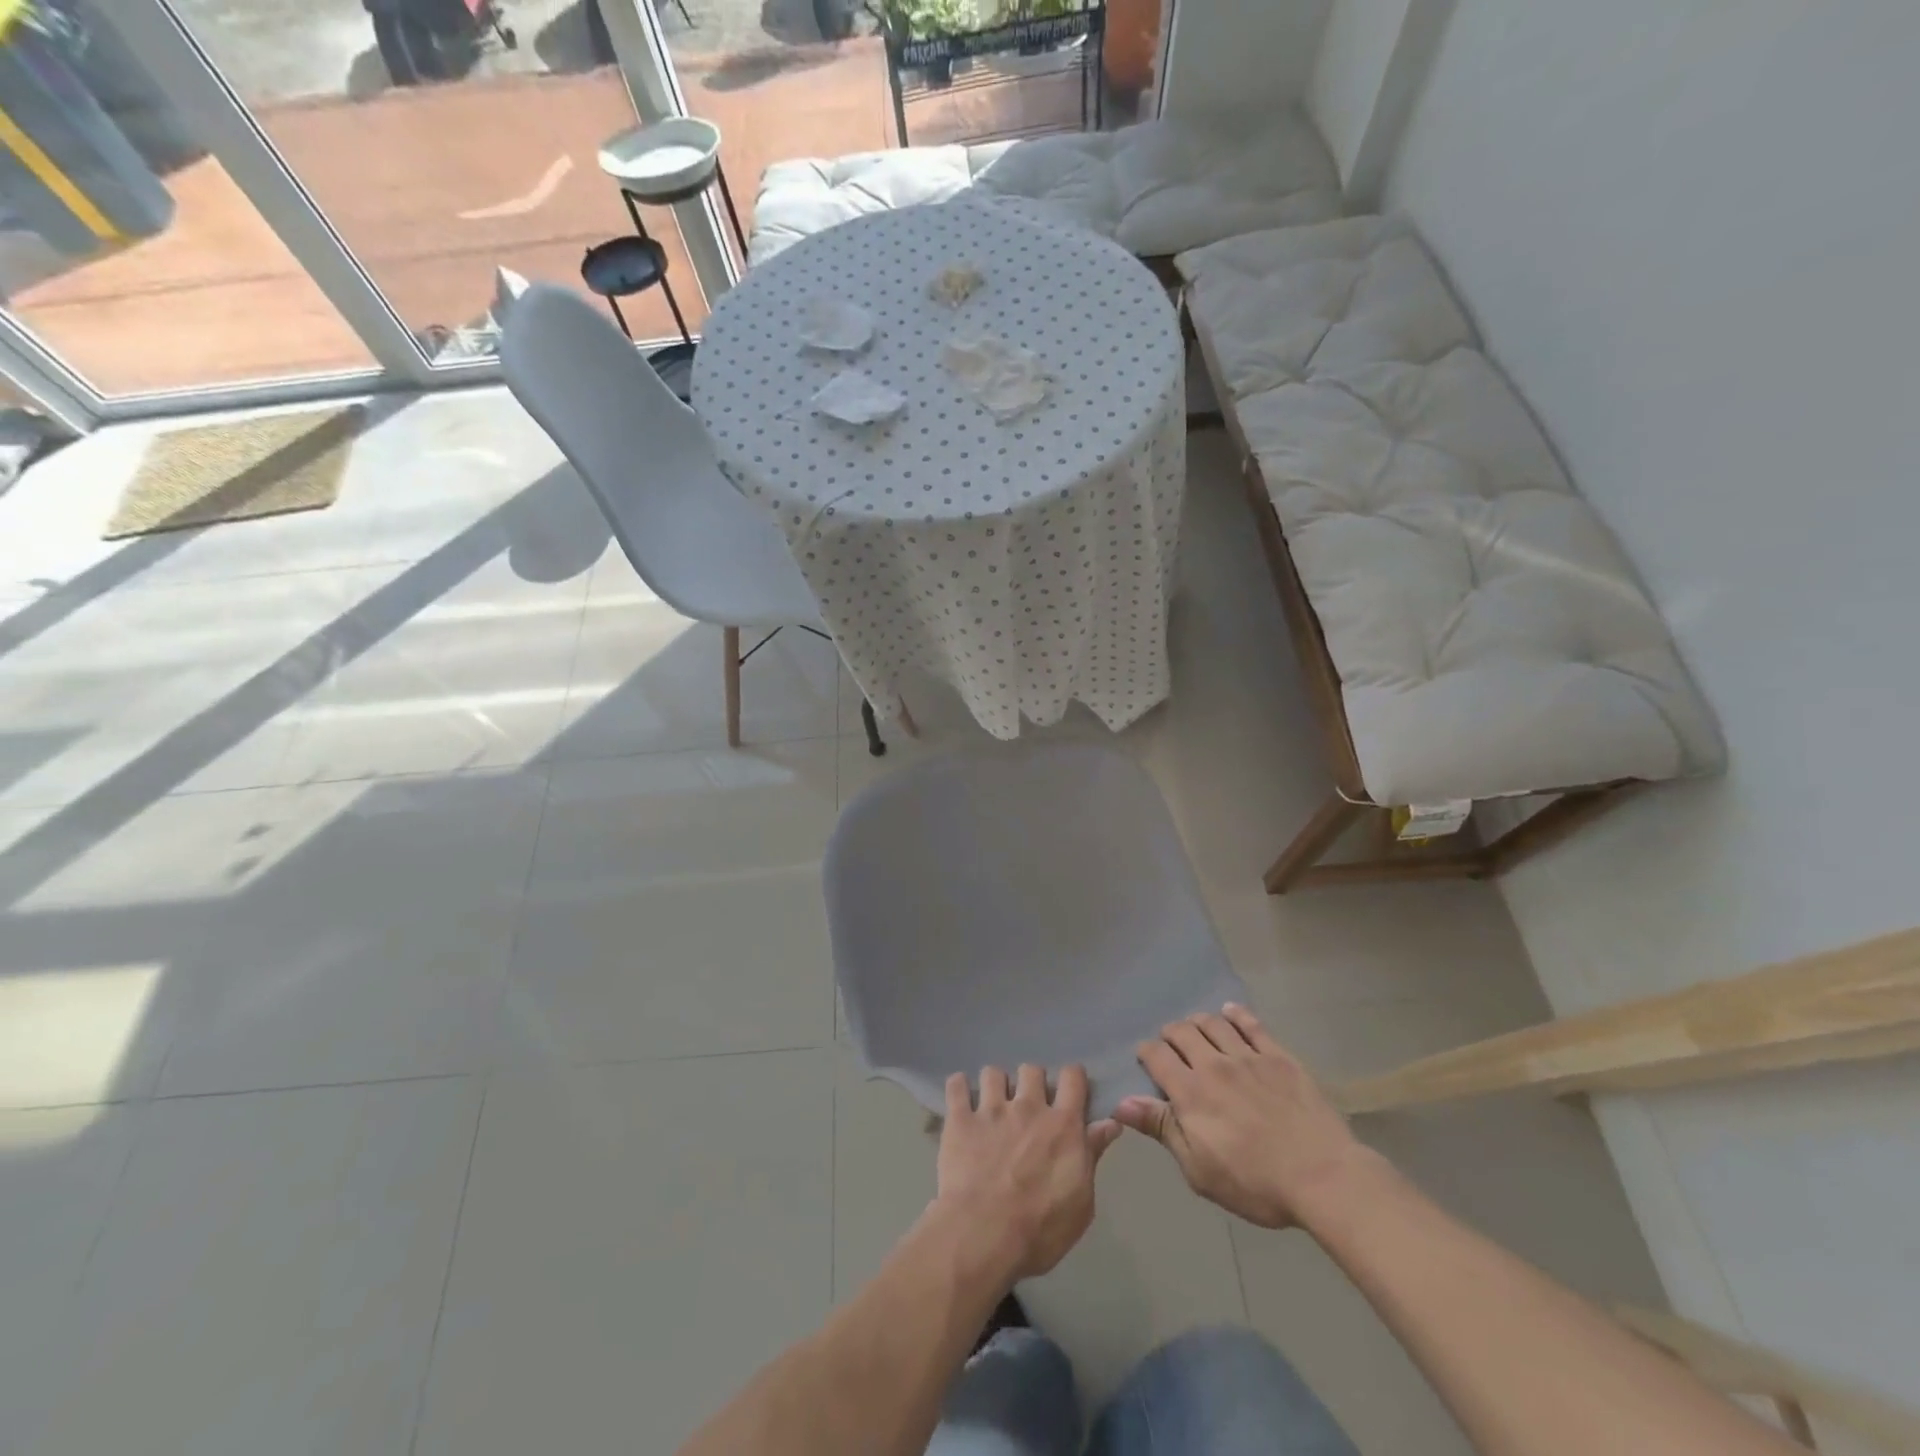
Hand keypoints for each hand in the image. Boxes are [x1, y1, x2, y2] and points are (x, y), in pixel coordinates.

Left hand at [935, 1064, 1121, 1280]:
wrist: (983, 1236)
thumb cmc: (1040, 1229)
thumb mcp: (1081, 1202)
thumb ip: (1092, 1156)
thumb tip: (1110, 1123)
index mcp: (1062, 1125)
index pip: (1072, 1077)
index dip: (1072, 1078)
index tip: (1069, 1090)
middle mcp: (1028, 1106)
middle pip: (1032, 1069)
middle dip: (1031, 1082)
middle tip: (1028, 1105)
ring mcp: (991, 1109)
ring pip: (993, 1072)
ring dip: (995, 1085)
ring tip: (992, 1105)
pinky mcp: (960, 1119)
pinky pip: (956, 1085)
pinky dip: (958, 1088)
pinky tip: (961, 1100)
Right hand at [1115, 1003, 1369, 1229]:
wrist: (1323, 1177)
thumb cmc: (1255, 1183)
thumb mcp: (1199, 1170)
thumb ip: (1162, 1129)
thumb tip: (1122, 1103)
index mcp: (1190, 1092)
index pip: (1156, 1055)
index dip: (1146, 1053)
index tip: (1146, 1060)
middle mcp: (1214, 1064)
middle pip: (1182, 1032)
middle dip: (1170, 1034)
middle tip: (1171, 1046)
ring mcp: (1248, 1057)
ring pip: (1213, 1023)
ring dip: (1198, 1022)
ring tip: (1196, 1029)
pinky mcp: (1279, 1057)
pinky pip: (1252, 1025)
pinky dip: (1236, 1015)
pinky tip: (1229, 1013)